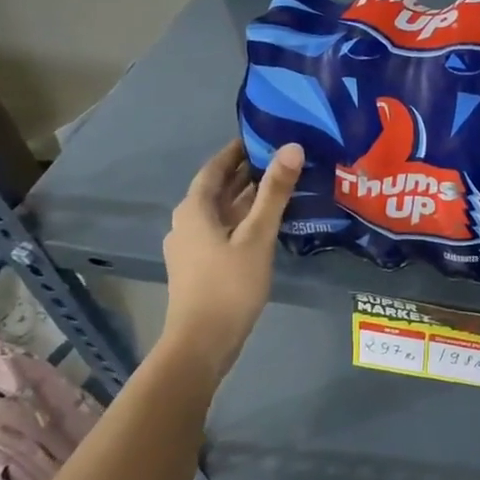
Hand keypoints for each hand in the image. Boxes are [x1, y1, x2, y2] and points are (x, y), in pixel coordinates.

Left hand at [159, 138, 303, 364]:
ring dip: (246, 198)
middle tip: (280, 159)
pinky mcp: (200, 266)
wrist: (202, 342)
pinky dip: (243, 220)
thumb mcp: (257, 236)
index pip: (215, 168)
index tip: (263, 137)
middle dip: (245, 173)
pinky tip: (266, 226)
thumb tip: (292, 147)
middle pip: (217, 189)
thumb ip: (275, 193)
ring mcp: (191, 246)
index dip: (237, 151)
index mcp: (194, 209)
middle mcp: (187, 222)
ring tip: (279, 188)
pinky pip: (223, 231)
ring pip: (221, 212)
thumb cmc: (229, 285)